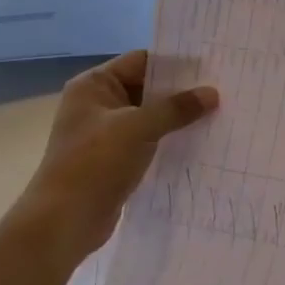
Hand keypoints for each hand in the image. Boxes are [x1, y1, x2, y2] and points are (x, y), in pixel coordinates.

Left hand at [24, 50, 218, 251]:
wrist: (63, 223)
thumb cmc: (95, 164)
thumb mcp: (139, 128)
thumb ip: (176, 108)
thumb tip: (212, 93)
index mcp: (94, 85)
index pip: (141, 61)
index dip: (175, 62)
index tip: (211, 65)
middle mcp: (98, 103)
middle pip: (147, 87)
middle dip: (181, 91)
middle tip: (221, 88)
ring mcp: (105, 132)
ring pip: (150, 115)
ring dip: (177, 117)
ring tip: (217, 113)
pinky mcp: (114, 158)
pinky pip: (148, 140)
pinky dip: (169, 139)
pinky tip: (198, 140)